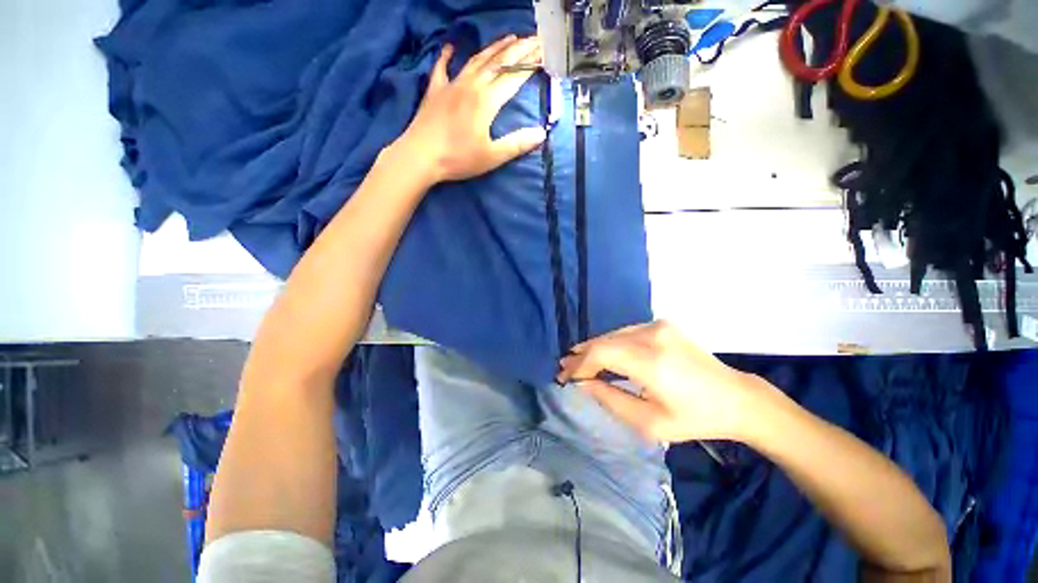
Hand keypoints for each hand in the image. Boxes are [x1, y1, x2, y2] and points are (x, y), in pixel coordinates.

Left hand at [396, 35, 546, 184]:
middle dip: (518, 50)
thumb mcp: (492, 156)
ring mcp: (451, 84)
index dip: (530, 65)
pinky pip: (442, 67)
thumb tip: (542, 134)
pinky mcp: (435, 90)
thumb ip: (517, 144)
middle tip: (533, 39)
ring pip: (476, 60)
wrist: (420, 156)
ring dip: (494, 48)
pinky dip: (447, 55)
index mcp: (486, 101)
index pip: (513, 77)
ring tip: (508, 38)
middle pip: (498, 62)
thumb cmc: (458, 159)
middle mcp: (471, 85)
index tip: (544, 53)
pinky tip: (450, 46)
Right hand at [556, 321, 778, 442]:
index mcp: (651, 363)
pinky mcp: (663, 324)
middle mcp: (652, 336)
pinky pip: (626, 332)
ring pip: (613, 335)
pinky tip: (602, 352)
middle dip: (581, 356)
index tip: (563, 377)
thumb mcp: (649, 423)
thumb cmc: (695, 418)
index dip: (579, 365)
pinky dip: (610, 343)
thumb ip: (610, 399)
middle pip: (604, 341)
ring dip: (594, 348)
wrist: (737, 398)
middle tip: (564, 367)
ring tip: (577, 360)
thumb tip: (583, 384)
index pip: (601, 354)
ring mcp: (658, 326)